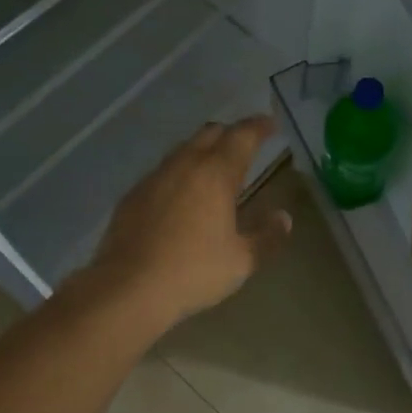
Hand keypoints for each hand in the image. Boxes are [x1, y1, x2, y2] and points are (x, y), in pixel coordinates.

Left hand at [81, 115, 291, 330]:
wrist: (128, 288)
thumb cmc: (193, 272)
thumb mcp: (241, 261)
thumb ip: (267, 236)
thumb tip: (284, 218)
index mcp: (216, 174)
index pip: (242, 136)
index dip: (259, 126)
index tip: (271, 124)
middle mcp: (185, 165)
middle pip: (210, 133)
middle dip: (231, 133)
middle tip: (246, 144)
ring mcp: (154, 177)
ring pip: (183, 149)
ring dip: (202, 150)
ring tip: (214, 167)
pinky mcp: (133, 195)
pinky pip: (162, 171)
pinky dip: (179, 172)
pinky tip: (181, 194)